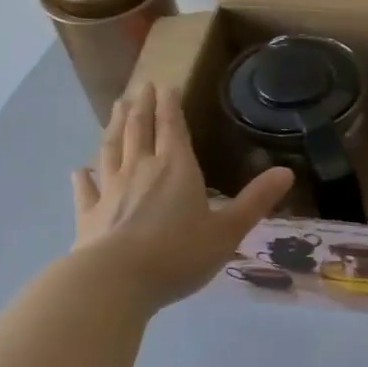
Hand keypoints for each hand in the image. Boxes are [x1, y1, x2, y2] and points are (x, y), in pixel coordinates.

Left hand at [71, 84, 293, 312]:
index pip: (172, 127)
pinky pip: (86, 189)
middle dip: (142, 106)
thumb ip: (255, 201)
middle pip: (139, 130)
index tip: (165, 84)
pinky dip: (84, 177)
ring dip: (115, 126)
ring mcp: (110, 191)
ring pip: (111, 149)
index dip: (170, 105)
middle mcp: (141, 169)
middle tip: (140, 86)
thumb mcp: (227, 230)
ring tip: (116, 108)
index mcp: (176, 168)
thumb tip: (287, 172)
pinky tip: (80, 170)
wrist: (114, 282)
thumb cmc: (177, 254)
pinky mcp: (88, 215)